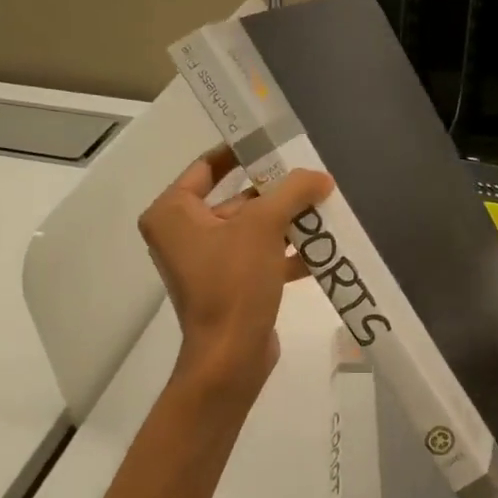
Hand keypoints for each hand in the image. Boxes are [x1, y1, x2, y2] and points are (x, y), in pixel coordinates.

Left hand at [138, 146, 333, 398]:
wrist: (231, 357)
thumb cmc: (234, 283)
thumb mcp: (264, 226)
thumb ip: (292, 192)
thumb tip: (319, 177)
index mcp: (173, 213)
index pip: (207, 166)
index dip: (241, 151)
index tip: (274, 139)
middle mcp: (183, 234)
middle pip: (236, 198)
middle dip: (276, 191)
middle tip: (311, 177)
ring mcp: (206, 262)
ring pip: (252, 229)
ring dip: (286, 222)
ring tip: (324, 209)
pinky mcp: (228, 286)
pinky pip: (258, 257)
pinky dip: (285, 252)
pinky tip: (322, 249)